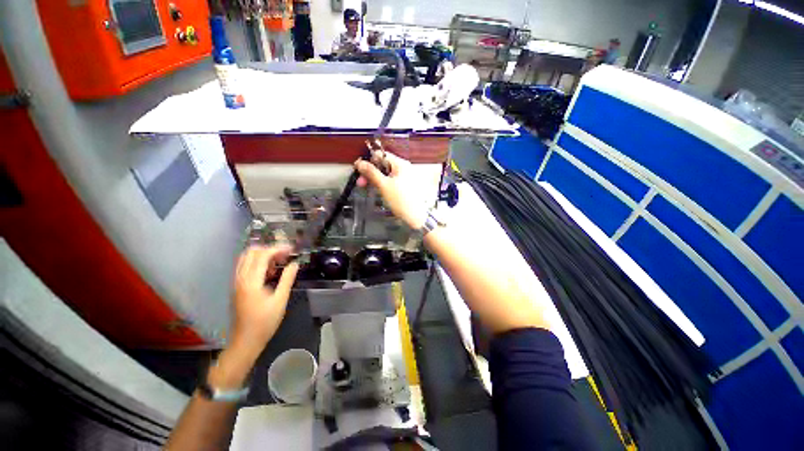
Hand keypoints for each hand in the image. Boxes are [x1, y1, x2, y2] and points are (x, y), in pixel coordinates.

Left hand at [230, 245, 298, 351]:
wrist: (245, 341)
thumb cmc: (265, 322)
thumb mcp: (280, 300)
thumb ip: (287, 279)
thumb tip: (295, 263)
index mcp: (251, 281)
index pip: (262, 255)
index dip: (278, 249)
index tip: (292, 249)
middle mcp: (240, 278)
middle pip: (251, 252)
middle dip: (269, 250)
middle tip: (285, 255)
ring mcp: (236, 282)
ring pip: (246, 259)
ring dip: (263, 256)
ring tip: (279, 263)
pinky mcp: (237, 287)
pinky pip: (245, 267)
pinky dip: (257, 264)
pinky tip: (270, 272)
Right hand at [355, 150, 427, 229]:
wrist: (416, 218)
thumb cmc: (402, 201)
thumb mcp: (384, 186)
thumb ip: (371, 173)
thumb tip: (360, 162)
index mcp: (401, 164)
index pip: (381, 155)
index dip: (368, 160)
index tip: (358, 169)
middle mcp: (405, 168)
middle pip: (383, 164)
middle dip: (370, 172)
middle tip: (361, 182)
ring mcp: (406, 177)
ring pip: (387, 174)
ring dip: (375, 179)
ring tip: (368, 187)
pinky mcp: (406, 186)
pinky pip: (392, 180)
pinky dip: (383, 183)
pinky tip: (378, 190)